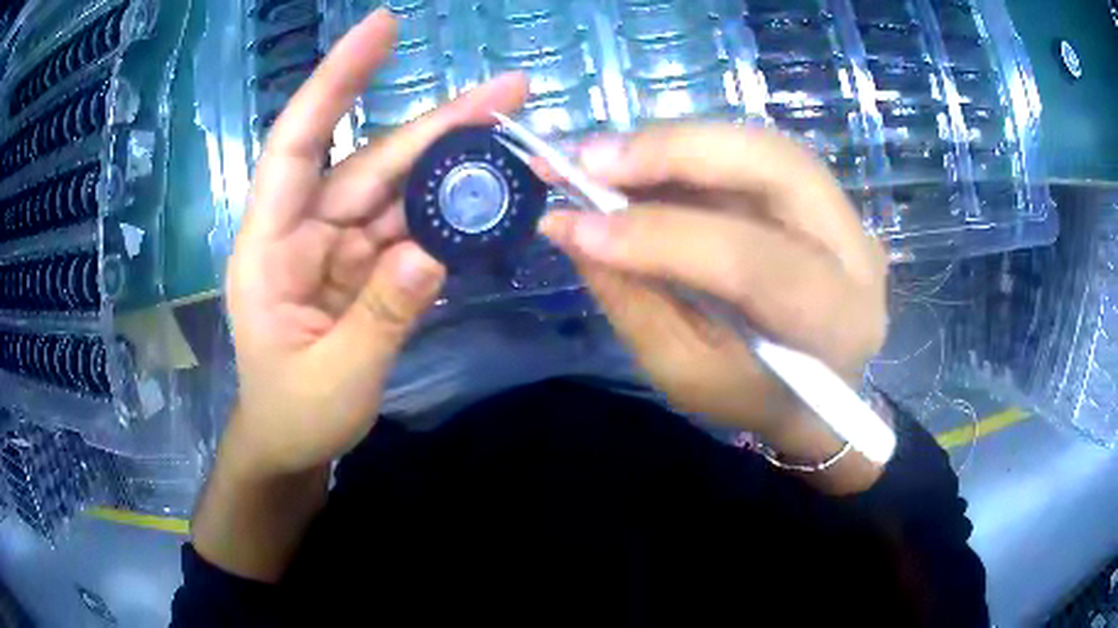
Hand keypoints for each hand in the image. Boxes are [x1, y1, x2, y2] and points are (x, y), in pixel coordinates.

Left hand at [225, 9, 528, 476]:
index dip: (335, 81)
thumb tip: (431, 255)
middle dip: (438, 125)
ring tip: (518, 136)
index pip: (297, 144)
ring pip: (401, 190)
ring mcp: (342, 246)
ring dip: (457, 165)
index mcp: (271, 247)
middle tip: (509, 93)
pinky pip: (414, 229)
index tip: (382, 29)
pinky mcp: (369, 267)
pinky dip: (453, 214)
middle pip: (371, 161)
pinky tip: (494, 196)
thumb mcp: (334, 379)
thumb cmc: (293, 414)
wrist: (291, 442)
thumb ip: (380, 318)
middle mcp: (306, 230)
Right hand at [539, 124, 887, 443]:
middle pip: (774, 165)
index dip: (661, 235)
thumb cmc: (753, 396)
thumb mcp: (686, 373)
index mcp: (836, 321)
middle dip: (674, 151)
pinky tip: (636, 161)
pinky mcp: (819, 192)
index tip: (573, 225)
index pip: (754, 261)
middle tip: (587, 159)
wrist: (815, 391)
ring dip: (672, 143)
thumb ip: (633, 300)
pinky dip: (684, 150)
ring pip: (759, 144)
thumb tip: (571, 227)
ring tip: (599, 158)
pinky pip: (748, 152)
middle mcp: (856, 248)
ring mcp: (843, 210)